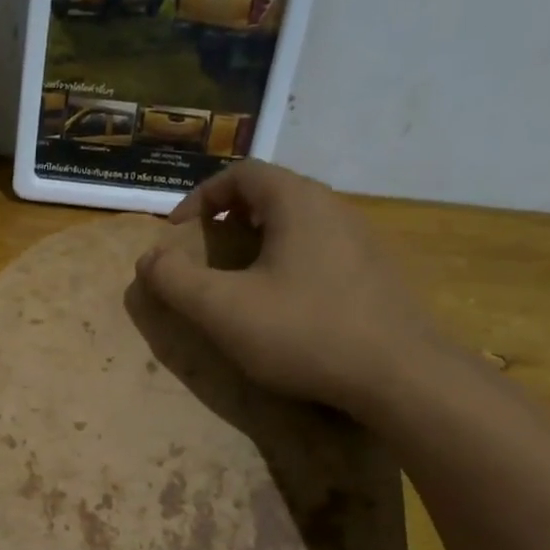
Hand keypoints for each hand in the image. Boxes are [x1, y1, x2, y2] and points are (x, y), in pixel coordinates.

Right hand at [135, 159, 443, 414]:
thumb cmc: (304, 332)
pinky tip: (282, 305)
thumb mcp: (223, 309)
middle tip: (205, 253)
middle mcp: (335, 209)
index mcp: (298, 202)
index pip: (241, 173)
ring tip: (238, 280)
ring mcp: (362, 241)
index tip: (177, 233)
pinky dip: (287, 263)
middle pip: (271, 194)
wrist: (401, 376)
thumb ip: (176, 281)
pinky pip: (320, 251)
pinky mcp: (375, 275)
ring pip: (298, 224)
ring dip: (259, 242)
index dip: (200, 197)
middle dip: (228, 218)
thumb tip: (148, 259)